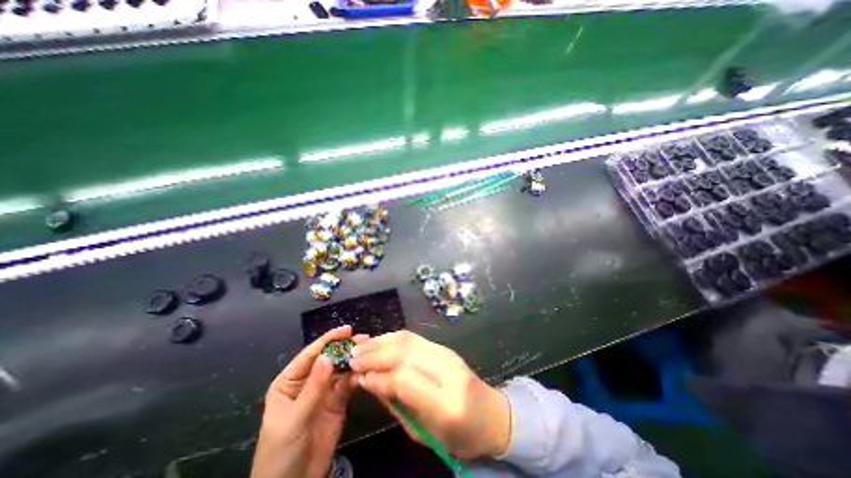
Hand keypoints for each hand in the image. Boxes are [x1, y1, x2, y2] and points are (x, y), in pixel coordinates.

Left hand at [247, 325, 363, 477]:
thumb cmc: (280, 452)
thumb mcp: (294, 419)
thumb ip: (313, 388)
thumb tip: (327, 357)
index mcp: (290, 381)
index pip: (310, 355)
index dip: (328, 340)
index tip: (347, 329)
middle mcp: (308, 381)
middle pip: (329, 359)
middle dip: (345, 348)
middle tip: (364, 339)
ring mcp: (324, 391)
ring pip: (341, 370)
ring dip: (354, 360)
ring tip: (369, 351)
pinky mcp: (338, 402)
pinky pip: (348, 384)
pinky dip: (357, 377)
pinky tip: (365, 372)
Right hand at [349, 332, 507, 458]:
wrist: (490, 414)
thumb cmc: (457, 434)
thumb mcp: (423, 432)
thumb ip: (396, 404)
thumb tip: (369, 381)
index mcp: (446, 404)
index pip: (404, 379)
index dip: (378, 376)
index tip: (358, 376)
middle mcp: (447, 370)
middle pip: (404, 352)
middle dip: (375, 353)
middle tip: (352, 357)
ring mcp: (446, 353)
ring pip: (407, 339)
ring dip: (381, 341)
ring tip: (361, 346)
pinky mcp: (443, 346)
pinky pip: (413, 337)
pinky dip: (393, 338)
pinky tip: (380, 341)